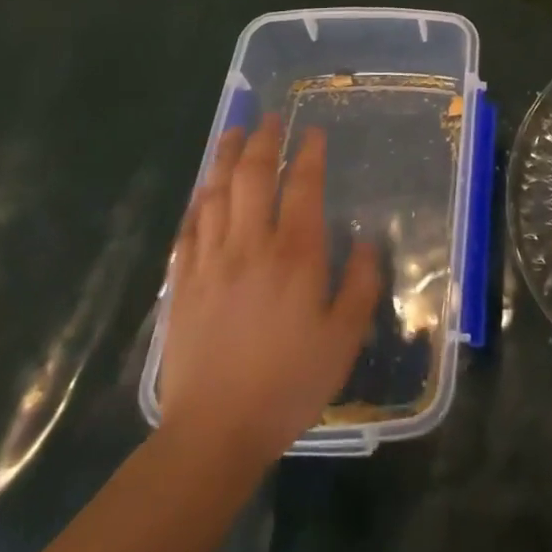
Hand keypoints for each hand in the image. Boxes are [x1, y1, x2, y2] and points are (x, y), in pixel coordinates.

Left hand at [159, 115, 379, 466]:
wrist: (213, 433)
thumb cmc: (288, 384)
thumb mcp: (344, 339)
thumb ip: (361, 285)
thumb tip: (368, 243)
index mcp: (295, 254)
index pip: (302, 186)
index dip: (308, 153)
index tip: (312, 132)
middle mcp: (251, 245)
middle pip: (252, 176)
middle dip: (263, 141)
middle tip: (269, 117)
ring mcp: (211, 261)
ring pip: (215, 193)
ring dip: (225, 158)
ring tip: (233, 133)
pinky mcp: (183, 284)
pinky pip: (188, 228)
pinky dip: (197, 201)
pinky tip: (202, 191)